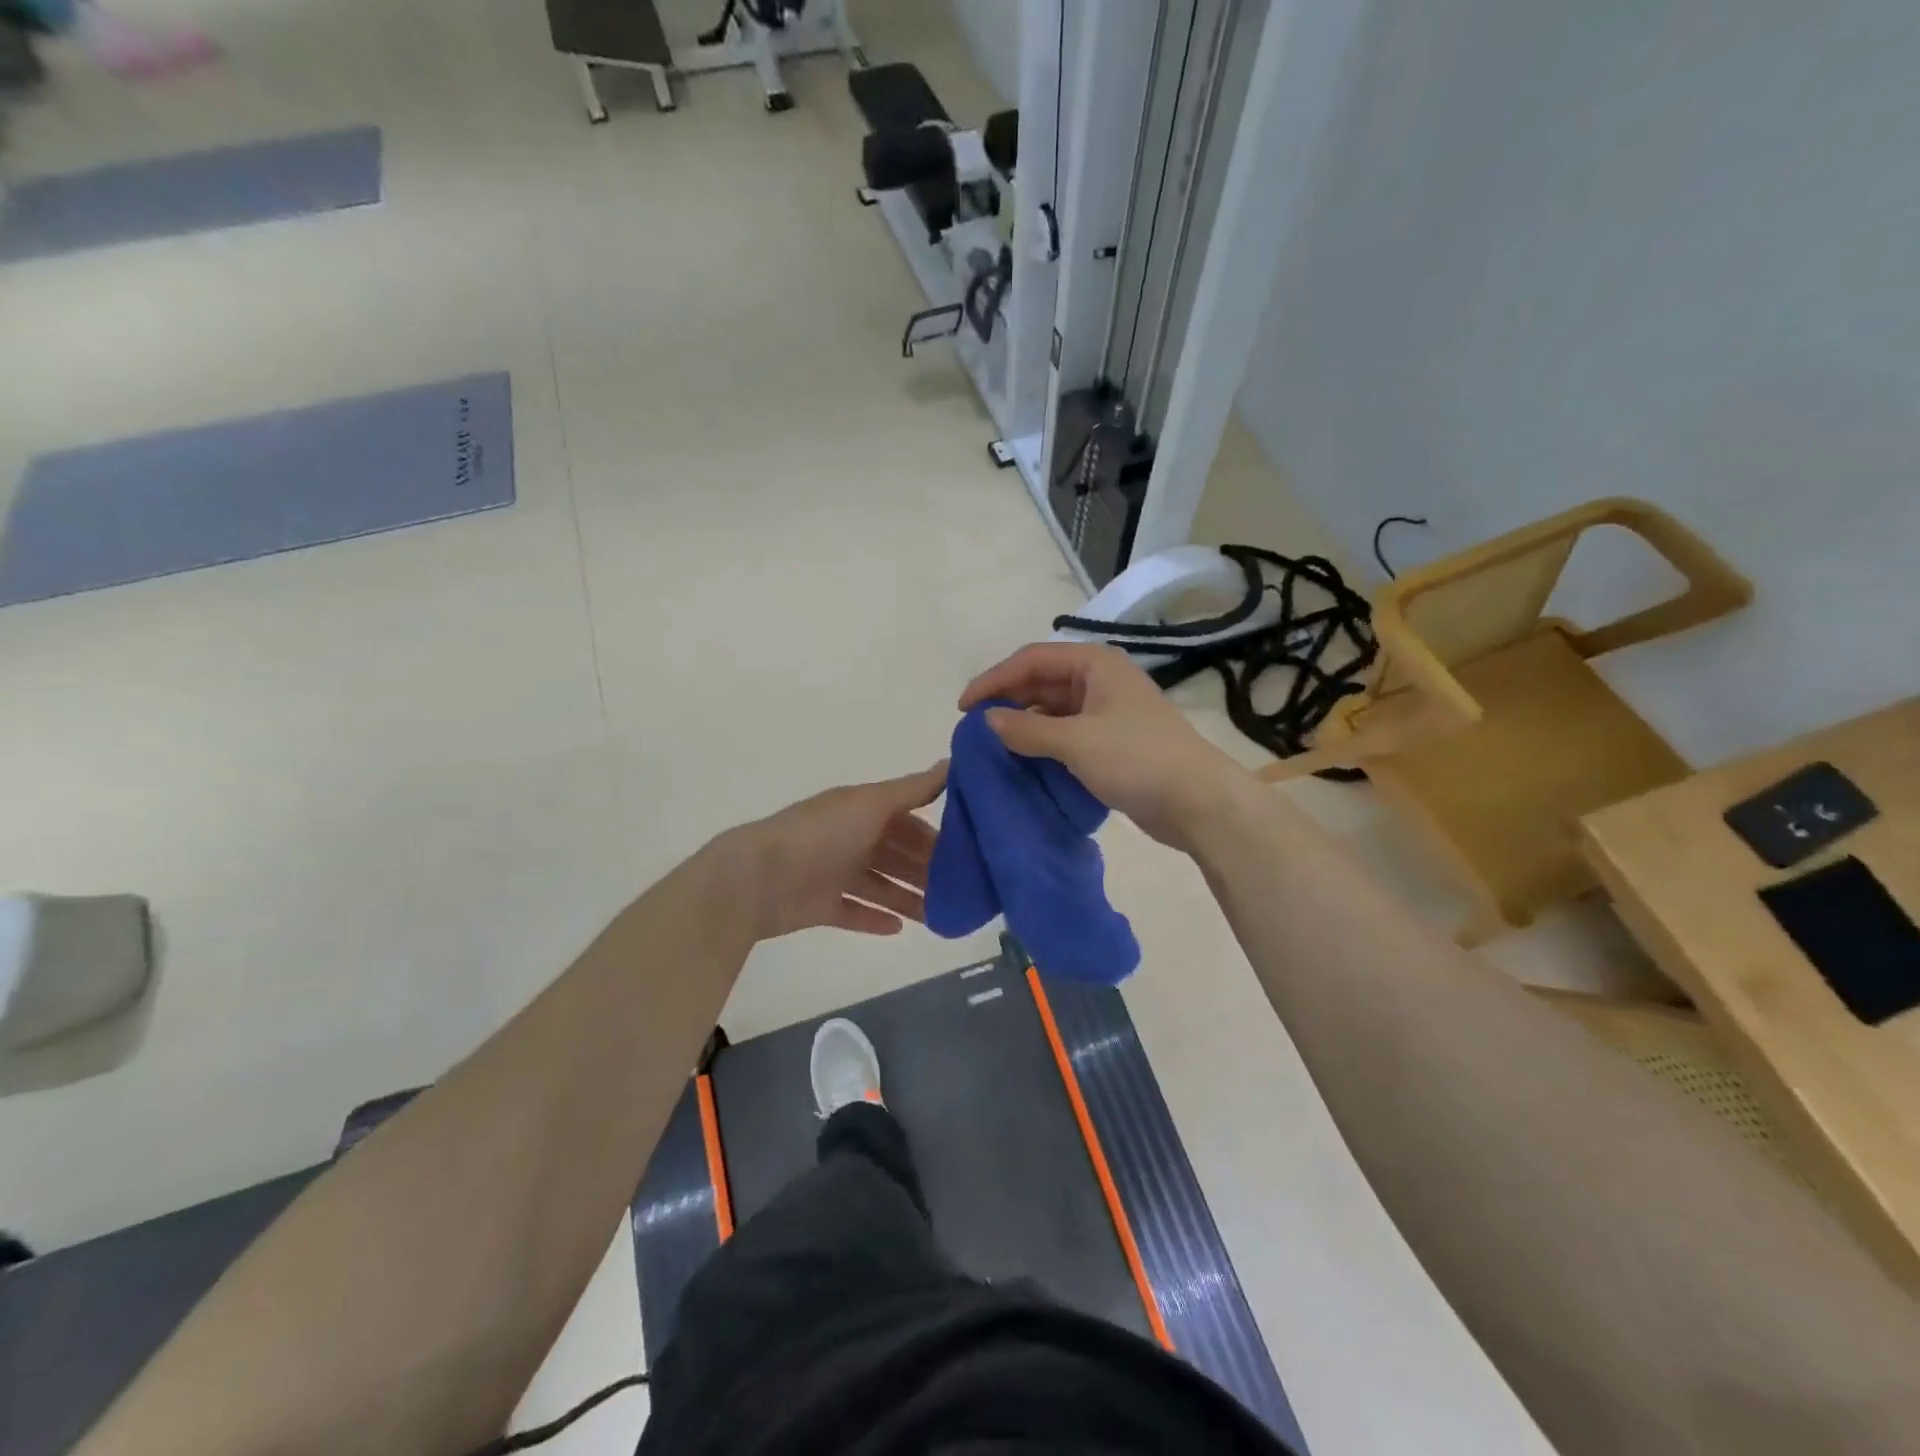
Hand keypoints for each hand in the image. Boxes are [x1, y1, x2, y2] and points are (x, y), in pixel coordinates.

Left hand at [720, 764, 947, 941]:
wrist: (758, 878)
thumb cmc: (821, 834)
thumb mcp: (872, 803)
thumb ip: (913, 788)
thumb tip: (953, 760)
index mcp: (860, 811)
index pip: (906, 820)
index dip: (933, 835)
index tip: (966, 852)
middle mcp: (848, 838)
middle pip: (895, 854)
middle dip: (924, 870)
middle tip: (959, 891)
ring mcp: (832, 873)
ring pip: (879, 885)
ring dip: (907, 898)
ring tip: (938, 916)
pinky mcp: (819, 906)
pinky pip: (853, 912)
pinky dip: (874, 919)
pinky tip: (899, 929)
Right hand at [960, 643, 1249, 849]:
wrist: (1198, 801)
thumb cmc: (1137, 759)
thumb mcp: (1076, 742)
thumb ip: (1027, 730)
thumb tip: (988, 721)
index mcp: (1094, 664)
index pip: (1031, 659)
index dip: (994, 680)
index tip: (964, 708)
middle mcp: (1100, 680)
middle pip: (1041, 681)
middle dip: (1008, 700)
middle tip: (975, 728)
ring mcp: (1108, 711)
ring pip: (1053, 709)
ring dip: (1025, 724)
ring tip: (994, 746)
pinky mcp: (1113, 740)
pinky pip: (1067, 732)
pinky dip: (1044, 742)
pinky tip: (1024, 760)